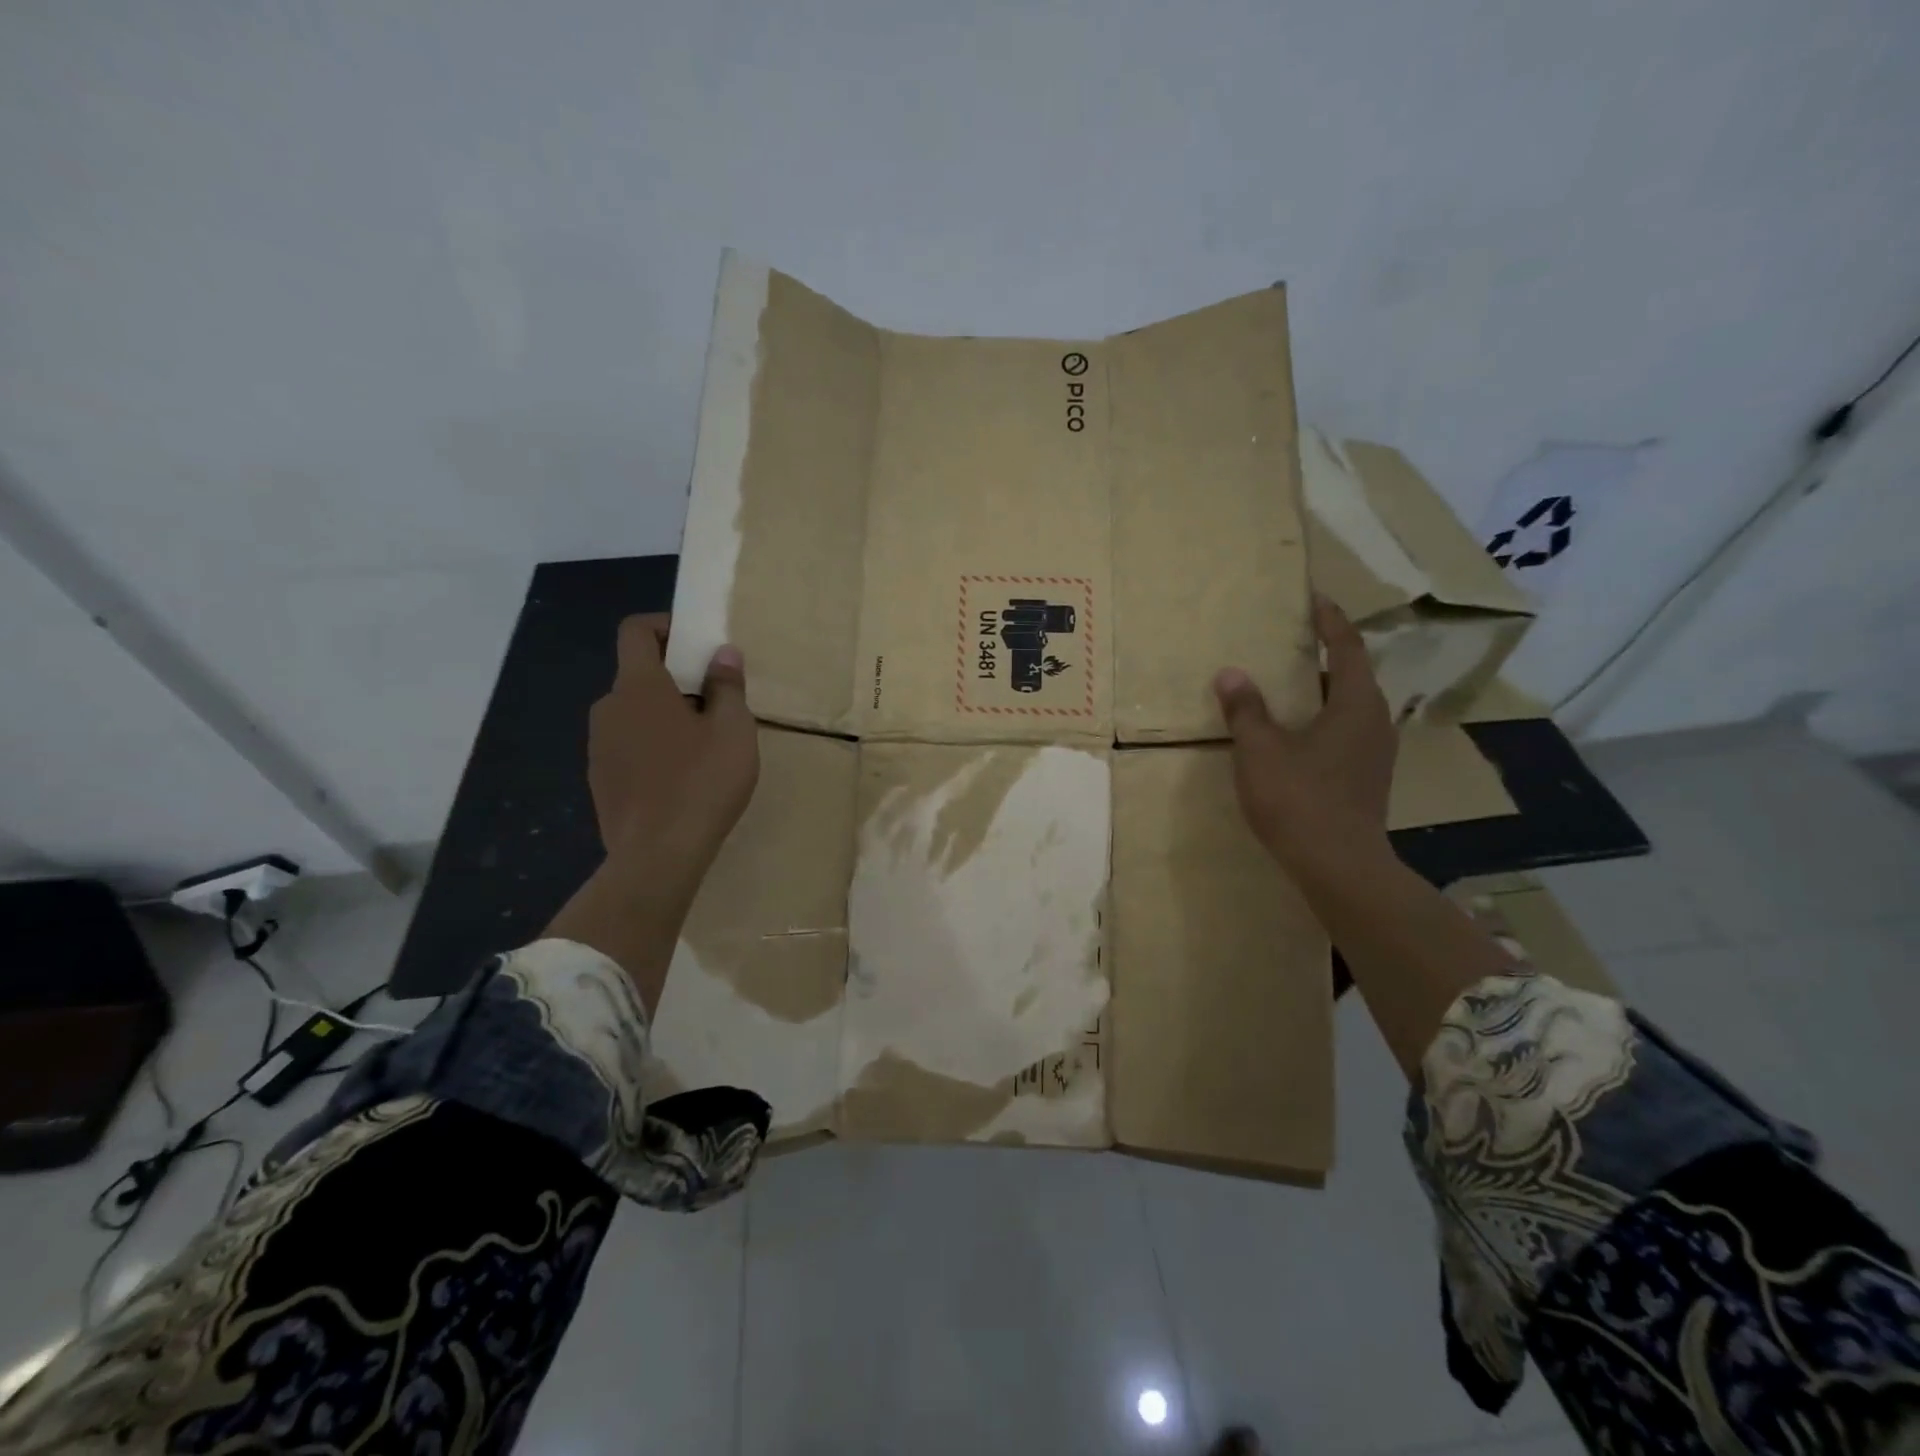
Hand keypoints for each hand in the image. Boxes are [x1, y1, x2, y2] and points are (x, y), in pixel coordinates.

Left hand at [549, 615, 758, 1009]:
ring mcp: (598, 746)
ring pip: (633, 713)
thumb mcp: (733, 730)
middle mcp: (608, 708)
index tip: (698, 645)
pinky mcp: (599, 779)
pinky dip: (652, 745)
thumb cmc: (702, 782)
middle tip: (715, 701)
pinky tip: (680, 777)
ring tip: (702, 744)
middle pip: (637, 673)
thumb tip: (722, 654)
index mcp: (638, 686)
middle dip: (675, 677)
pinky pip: (627, 746)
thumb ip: (727, 685)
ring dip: (664, 714)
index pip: (636, 631)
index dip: (666, 626)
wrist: (657, 856)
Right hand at [1213, 596, 1394, 881]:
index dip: (1330, 620)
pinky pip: (1345, 731)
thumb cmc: (1299, 798)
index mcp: (1355, 703)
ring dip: (1321, 690)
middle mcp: (1375, 721)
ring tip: (1287, 683)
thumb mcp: (1260, 750)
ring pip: (1349, 706)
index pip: (1347, 647)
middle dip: (1324, 654)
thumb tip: (1231, 674)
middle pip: (1351, 674)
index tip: (1315, 599)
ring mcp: (1375, 752)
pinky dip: (1322, 718)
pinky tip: (1295, 732)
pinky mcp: (1367, 778)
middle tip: (1291, 641)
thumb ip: (1245, 709)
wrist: (1339, 865)